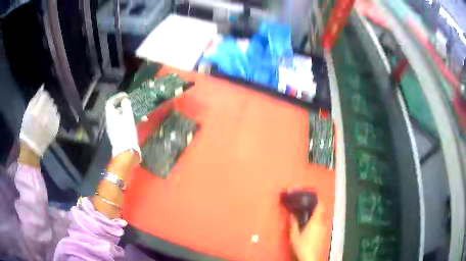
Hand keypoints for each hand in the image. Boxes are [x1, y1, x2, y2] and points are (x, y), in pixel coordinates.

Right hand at [19, 86, 59, 156]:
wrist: (31, 148)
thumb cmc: (27, 128)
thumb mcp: (28, 111)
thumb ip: (35, 98)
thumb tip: (42, 87)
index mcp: (37, 111)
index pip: (45, 95)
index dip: (44, 95)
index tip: (42, 98)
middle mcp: (46, 116)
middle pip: (51, 101)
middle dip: (47, 101)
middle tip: (43, 106)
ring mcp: (51, 123)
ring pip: (55, 107)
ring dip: (51, 107)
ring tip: (46, 112)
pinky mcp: (55, 129)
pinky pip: (57, 116)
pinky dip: (54, 115)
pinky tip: (50, 118)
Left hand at [105, 92, 140, 159]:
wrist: (126, 152)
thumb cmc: (126, 133)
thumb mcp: (127, 117)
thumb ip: (126, 106)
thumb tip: (124, 100)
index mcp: (110, 117)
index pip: (110, 103)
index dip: (117, 97)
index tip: (126, 95)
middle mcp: (110, 122)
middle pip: (115, 110)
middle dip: (123, 106)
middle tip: (131, 104)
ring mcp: (114, 129)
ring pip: (120, 117)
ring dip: (128, 113)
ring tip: (138, 113)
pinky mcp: (119, 135)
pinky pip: (123, 124)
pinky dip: (130, 121)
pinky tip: (141, 122)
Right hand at [290, 204, 325, 260]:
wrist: (311, 257)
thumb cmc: (302, 246)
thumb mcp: (294, 236)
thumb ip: (294, 224)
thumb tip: (292, 214)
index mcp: (316, 220)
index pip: (321, 205)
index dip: (317, 200)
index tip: (309, 197)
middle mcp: (322, 222)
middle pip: (322, 210)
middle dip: (315, 206)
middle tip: (305, 205)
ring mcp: (324, 228)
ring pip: (322, 216)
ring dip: (316, 213)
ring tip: (306, 214)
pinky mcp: (324, 233)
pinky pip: (322, 222)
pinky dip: (317, 219)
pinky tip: (310, 224)